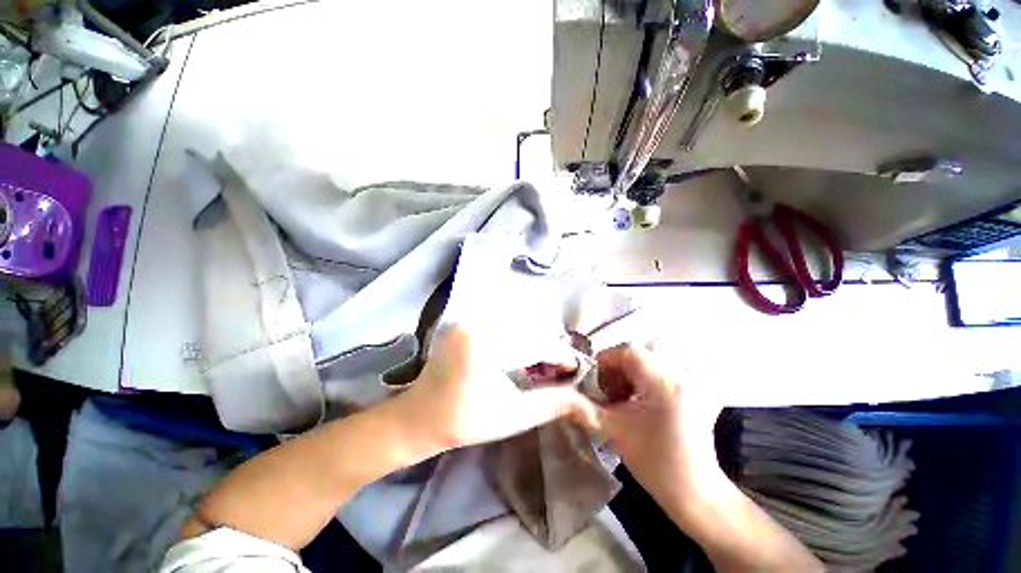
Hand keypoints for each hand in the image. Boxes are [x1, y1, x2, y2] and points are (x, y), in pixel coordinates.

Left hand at [389, 325, 599, 453]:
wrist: (420, 415)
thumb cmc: (464, 421)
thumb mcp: (512, 416)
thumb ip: (551, 404)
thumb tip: (584, 398)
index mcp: (484, 348)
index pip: (535, 343)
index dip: (560, 354)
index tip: (574, 368)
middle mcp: (477, 324)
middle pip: (529, 327)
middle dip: (549, 347)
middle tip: (560, 367)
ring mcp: (469, 319)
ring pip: (518, 322)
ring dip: (536, 339)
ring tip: (544, 361)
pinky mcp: (467, 321)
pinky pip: (503, 321)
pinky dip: (519, 334)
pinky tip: (523, 352)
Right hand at [595, 344, 723, 503]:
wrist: (695, 492)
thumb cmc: (654, 463)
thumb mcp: (613, 431)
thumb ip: (584, 408)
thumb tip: (562, 394)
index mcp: (663, 383)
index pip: (629, 351)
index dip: (606, 360)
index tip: (594, 378)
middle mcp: (681, 376)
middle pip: (639, 355)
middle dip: (617, 369)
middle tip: (607, 392)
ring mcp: (693, 383)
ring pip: (650, 362)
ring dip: (630, 374)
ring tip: (622, 397)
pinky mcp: (695, 391)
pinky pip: (663, 372)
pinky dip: (645, 380)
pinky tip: (639, 401)